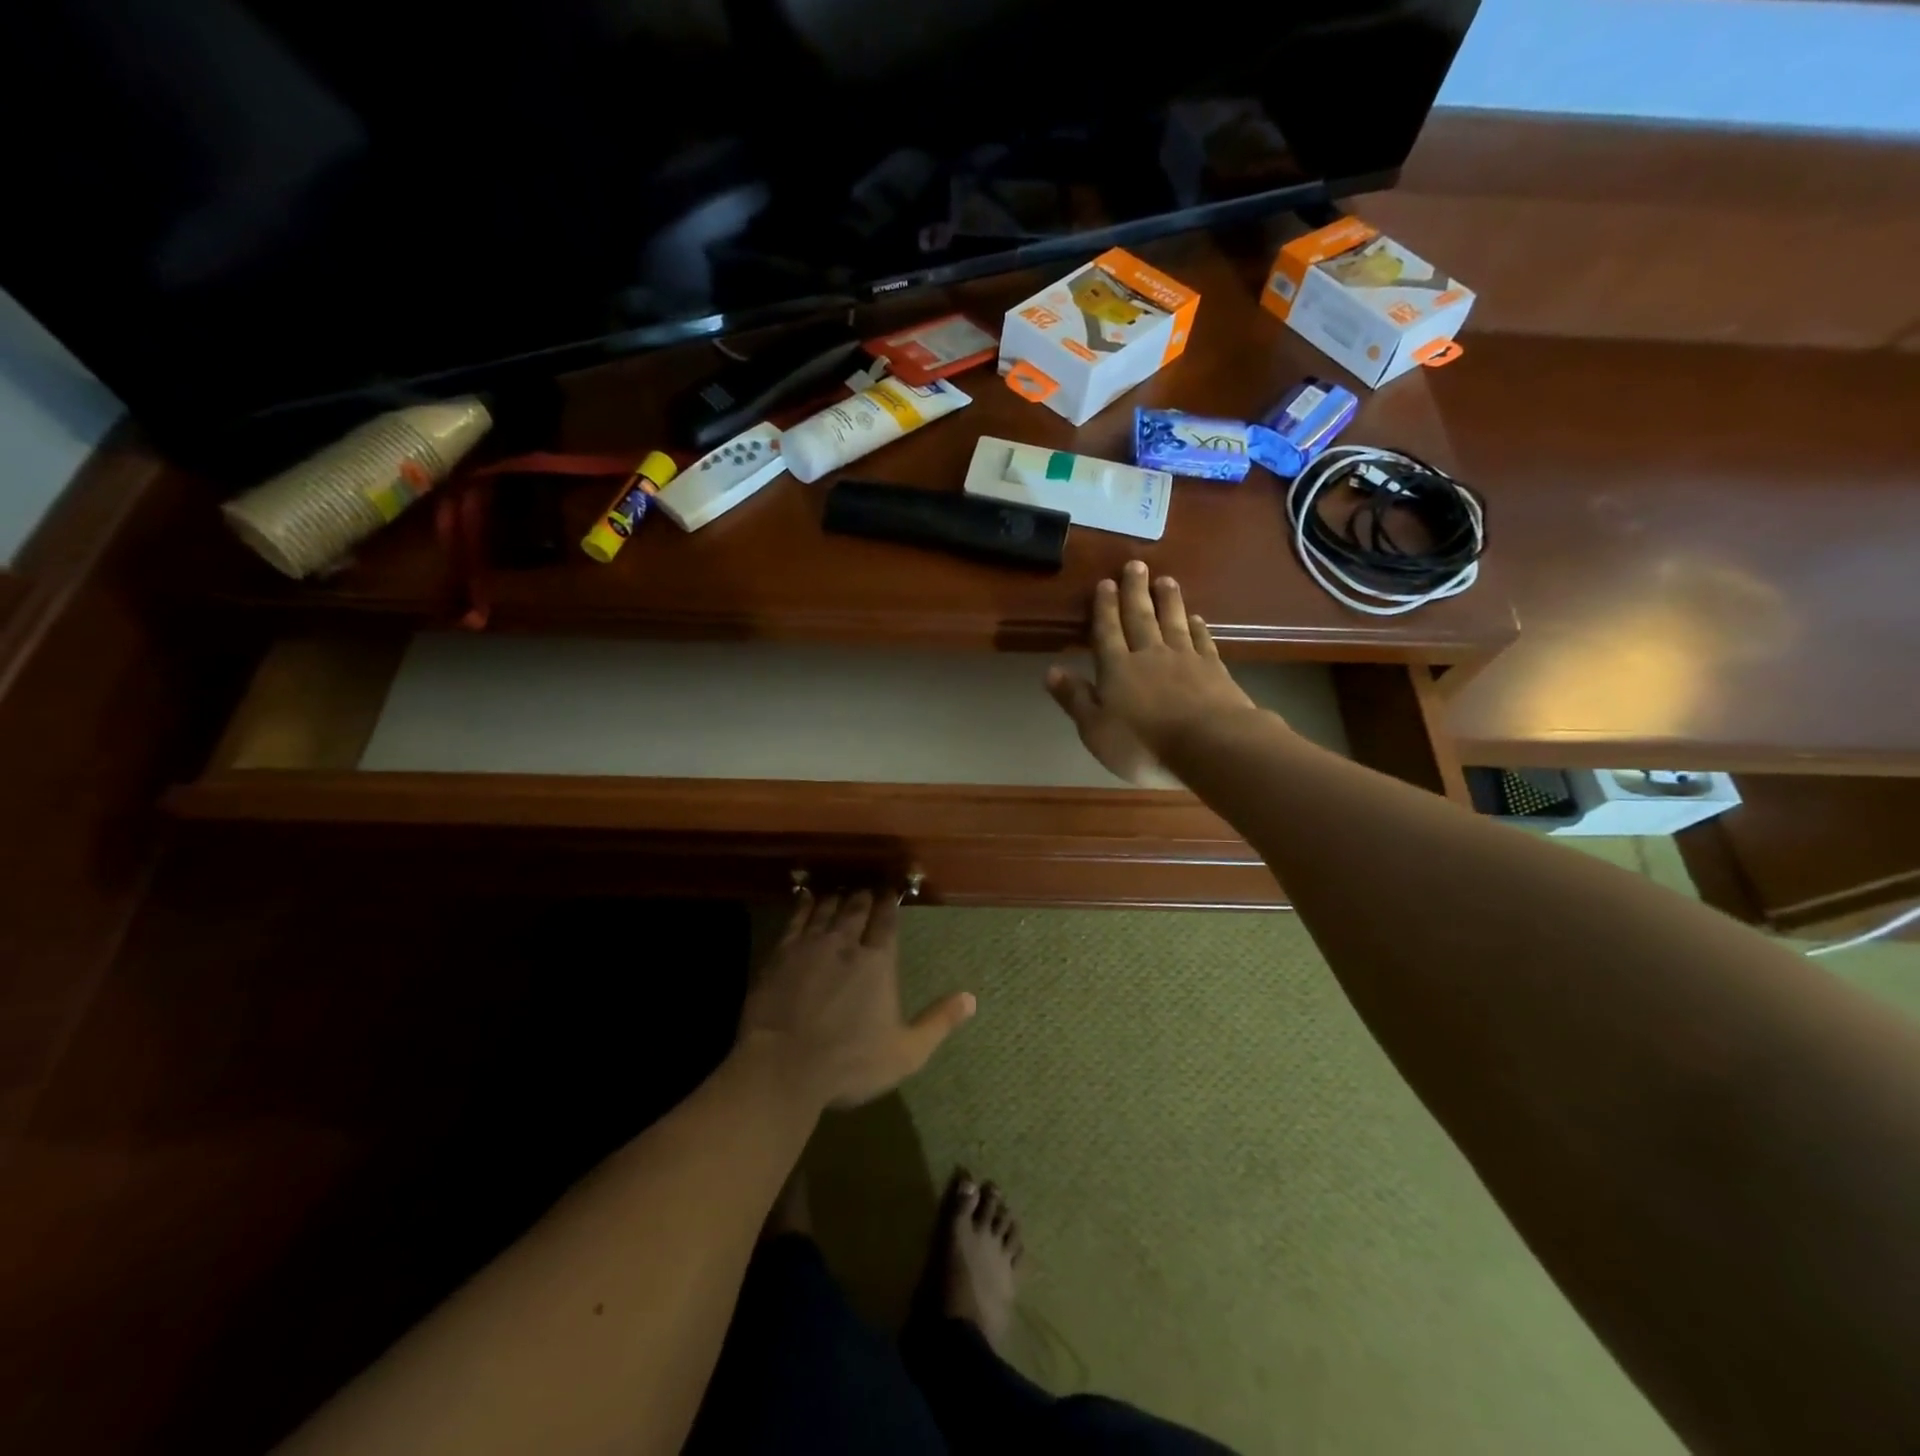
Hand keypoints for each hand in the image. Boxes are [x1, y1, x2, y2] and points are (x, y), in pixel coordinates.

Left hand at [738, 889, 974, 1110]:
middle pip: (857, 909)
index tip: (891, 891)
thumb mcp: (905, 1052)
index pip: (887, 921)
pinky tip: (807, 898)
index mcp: (878, 962)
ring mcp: (810, 945)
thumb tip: (971, 999)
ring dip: (837, 898)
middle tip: (867, 888)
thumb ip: (938, 1022)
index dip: (889, 903)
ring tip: (841, 891)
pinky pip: (795, 919)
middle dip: (864, 896)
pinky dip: (804, 905)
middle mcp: (846, 943)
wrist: (782, 1067)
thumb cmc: (849, 1063)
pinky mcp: (781, 953)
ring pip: (827, 909)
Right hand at [1046, 560, 1260, 786]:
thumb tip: (1051, 671)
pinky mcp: (1214, 669)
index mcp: (1117, 669)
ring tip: (1166, 580)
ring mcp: (1185, 659)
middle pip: (1140, 617)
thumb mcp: (1095, 729)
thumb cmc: (1143, 743)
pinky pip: (1202, 641)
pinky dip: (1198, 627)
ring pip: (1173, 622)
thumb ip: (1075, 698)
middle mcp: (1149, 655)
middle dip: (1135, 591)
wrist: (1209, 744)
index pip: (1107, 631)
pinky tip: (1196, 617)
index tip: (1106, 582)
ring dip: (1168, 600)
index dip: (1105, 608)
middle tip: (1136, 565)